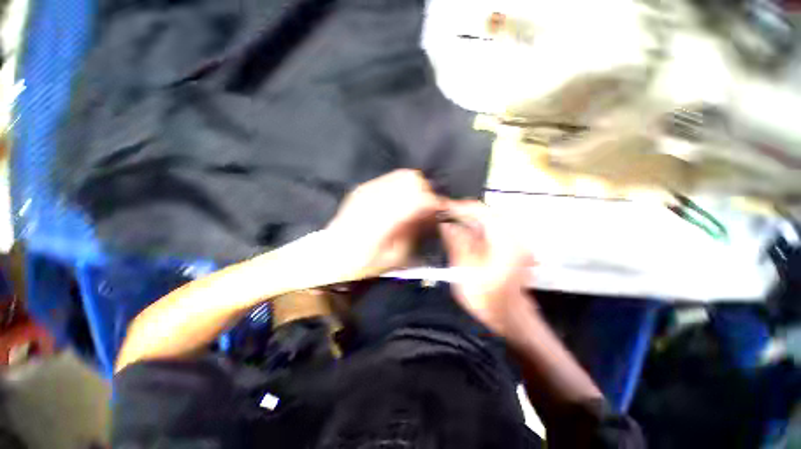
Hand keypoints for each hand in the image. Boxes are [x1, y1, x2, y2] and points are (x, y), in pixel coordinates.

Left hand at [325, 170, 440, 279]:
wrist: (330, 254)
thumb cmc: (364, 262)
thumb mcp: (395, 256)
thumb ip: (414, 231)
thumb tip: (431, 214)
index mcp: (383, 219)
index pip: (418, 198)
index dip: (434, 202)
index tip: (442, 210)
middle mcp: (375, 198)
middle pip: (412, 180)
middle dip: (426, 192)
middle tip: (427, 208)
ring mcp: (366, 189)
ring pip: (402, 175)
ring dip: (415, 187)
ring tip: (415, 204)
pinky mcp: (362, 187)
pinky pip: (390, 178)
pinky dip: (402, 186)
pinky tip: (399, 201)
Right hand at [439, 200, 535, 336]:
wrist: (509, 320)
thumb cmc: (488, 302)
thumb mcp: (467, 273)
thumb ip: (457, 245)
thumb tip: (446, 225)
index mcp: (506, 243)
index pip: (482, 212)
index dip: (461, 207)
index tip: (444, 208)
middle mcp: (515, 239)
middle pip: (487, 214)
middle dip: (464, 212)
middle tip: (445, 215)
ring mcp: (516, 243)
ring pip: (489, 221)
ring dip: (470, 220)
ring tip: (451, 222)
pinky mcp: (512, 248)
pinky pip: (492, 230)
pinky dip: (477, 229)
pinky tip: (464, 234)